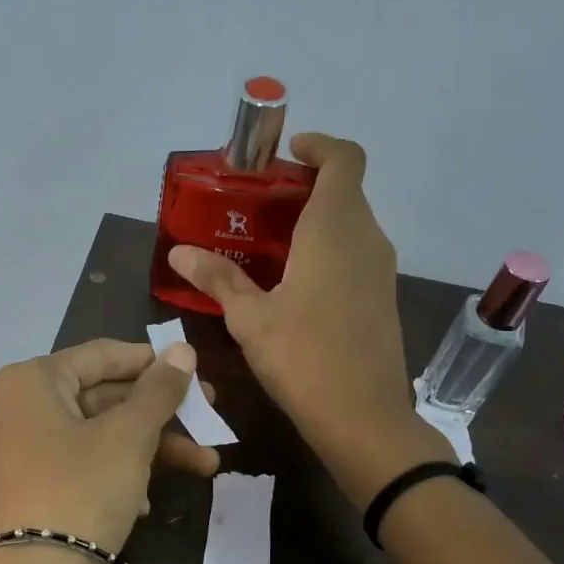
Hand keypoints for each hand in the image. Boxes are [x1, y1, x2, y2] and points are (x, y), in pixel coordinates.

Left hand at [0, 338, 217, 554]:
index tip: (193, 370)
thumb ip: (158, 391)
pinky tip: (148, 503)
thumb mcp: (128, 436)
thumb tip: (182, 350)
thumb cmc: (81, 491)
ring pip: (97, 438)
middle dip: (161, 413)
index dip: (151, 361)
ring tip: (205, 465)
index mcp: (30, 383)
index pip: (100, 355)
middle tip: (210, 418)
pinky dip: (118, 476)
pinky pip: (81, 469)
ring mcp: (21, 456)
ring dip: (151, 449)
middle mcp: (18, 412)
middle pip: (102, 398)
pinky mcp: (31, 494)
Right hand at [167, 133, 447, 502]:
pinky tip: (294, 282)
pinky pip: (356, 253)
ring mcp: (380, 269)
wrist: (364, 418)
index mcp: (335, 230)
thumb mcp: (250, 319)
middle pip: (345, 190)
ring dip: (316, 220)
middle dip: (305, 186)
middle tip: (258, 205)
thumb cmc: (304, 358)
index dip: (318, 146)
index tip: (284, 154)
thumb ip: (218, 278)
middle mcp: (366, 238)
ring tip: (268, 243)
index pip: (344, 159)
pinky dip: (328, 249)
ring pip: (351, 224)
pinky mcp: (382, 296)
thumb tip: (180, 252)